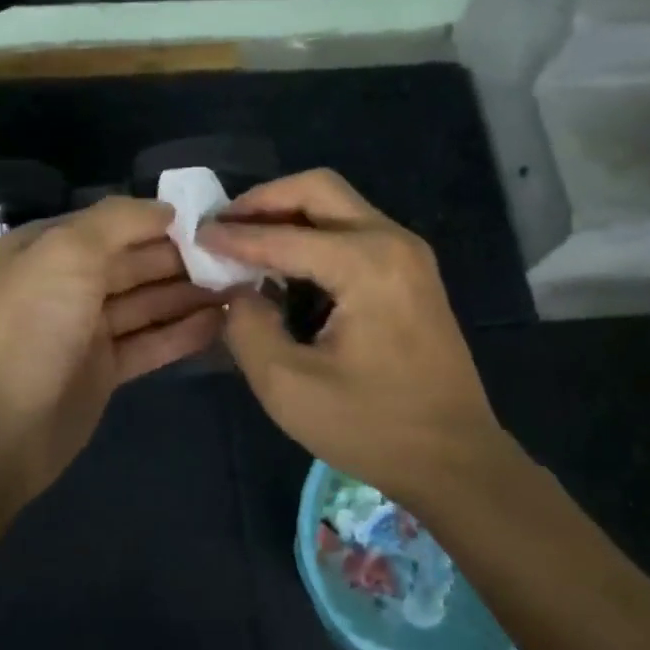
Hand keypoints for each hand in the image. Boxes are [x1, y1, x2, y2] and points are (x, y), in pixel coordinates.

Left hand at [0, 195, 223, 495]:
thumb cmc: (32, 326)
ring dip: (190, 295)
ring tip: (242, 286)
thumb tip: (167, 209)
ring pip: (147, 304)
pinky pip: (149, 342)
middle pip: (135, 263)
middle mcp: (67, 284)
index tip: (213, 222)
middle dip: (184, 259)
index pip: (114, 224)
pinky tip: (222, 323)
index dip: (162, 221)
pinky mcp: (103, 370)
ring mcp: (85, 330)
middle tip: (239, 258)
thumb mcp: (67, 252)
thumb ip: (118, 221)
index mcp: (48, 249)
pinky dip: (182, 333)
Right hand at [197, 169, 514, 508]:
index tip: (194, 237)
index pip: (283, 236)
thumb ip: (248, 327)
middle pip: (318, 189)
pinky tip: (285, 266)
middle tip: (223, 226)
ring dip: (288, 215)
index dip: (233, 237)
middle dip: (264, 201)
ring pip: (337, 205)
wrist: (455, 460)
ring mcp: (408, 254)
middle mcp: (393, 242)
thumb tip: (236, 291)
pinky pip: (352, 230)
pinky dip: (312, 234)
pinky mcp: (411, 273)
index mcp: (367, 264)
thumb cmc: (372, 427)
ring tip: (245, 243)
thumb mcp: (288, 386)